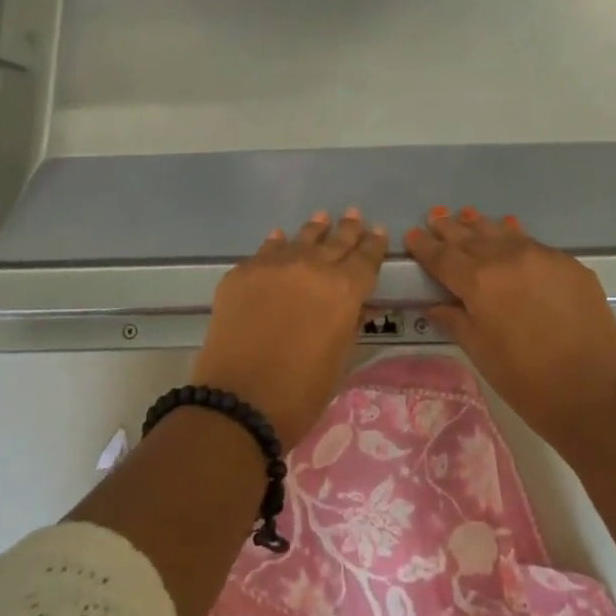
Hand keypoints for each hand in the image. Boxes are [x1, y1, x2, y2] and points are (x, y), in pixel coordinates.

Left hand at [190, 210, 385, 445]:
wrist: (238, 401)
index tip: (378, 232)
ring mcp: (273, 265)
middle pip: (335, 241)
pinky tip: (279, 238)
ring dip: (314, 229)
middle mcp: (311, 266)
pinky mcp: (242, 272)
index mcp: (343, 289)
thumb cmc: (300, 393)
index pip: (365, 258)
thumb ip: (349, 323)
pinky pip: (265, 251)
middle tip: (353, 214)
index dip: (374, 245)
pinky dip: (277, 244)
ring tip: (321, 218)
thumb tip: (356, 305)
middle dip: (347, 229)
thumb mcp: (339, 359)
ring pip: (300, 239)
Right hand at [406, 208, 615, 457]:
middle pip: (470, 236)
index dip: (424, 246)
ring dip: (480, 225)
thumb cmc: (529, 384)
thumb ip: (456, 321)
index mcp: (478, 281)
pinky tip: (509, 231)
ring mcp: (541, 256)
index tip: (412, 235)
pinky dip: (514, 236)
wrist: (599, 396)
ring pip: (502, 232)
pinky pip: (532, 243)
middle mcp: (506, 257)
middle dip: (449, 228)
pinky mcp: (569, 264)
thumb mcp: (481, 353)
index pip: (442, 256)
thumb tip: (437, 304)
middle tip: (435, 217)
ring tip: (466, 215)